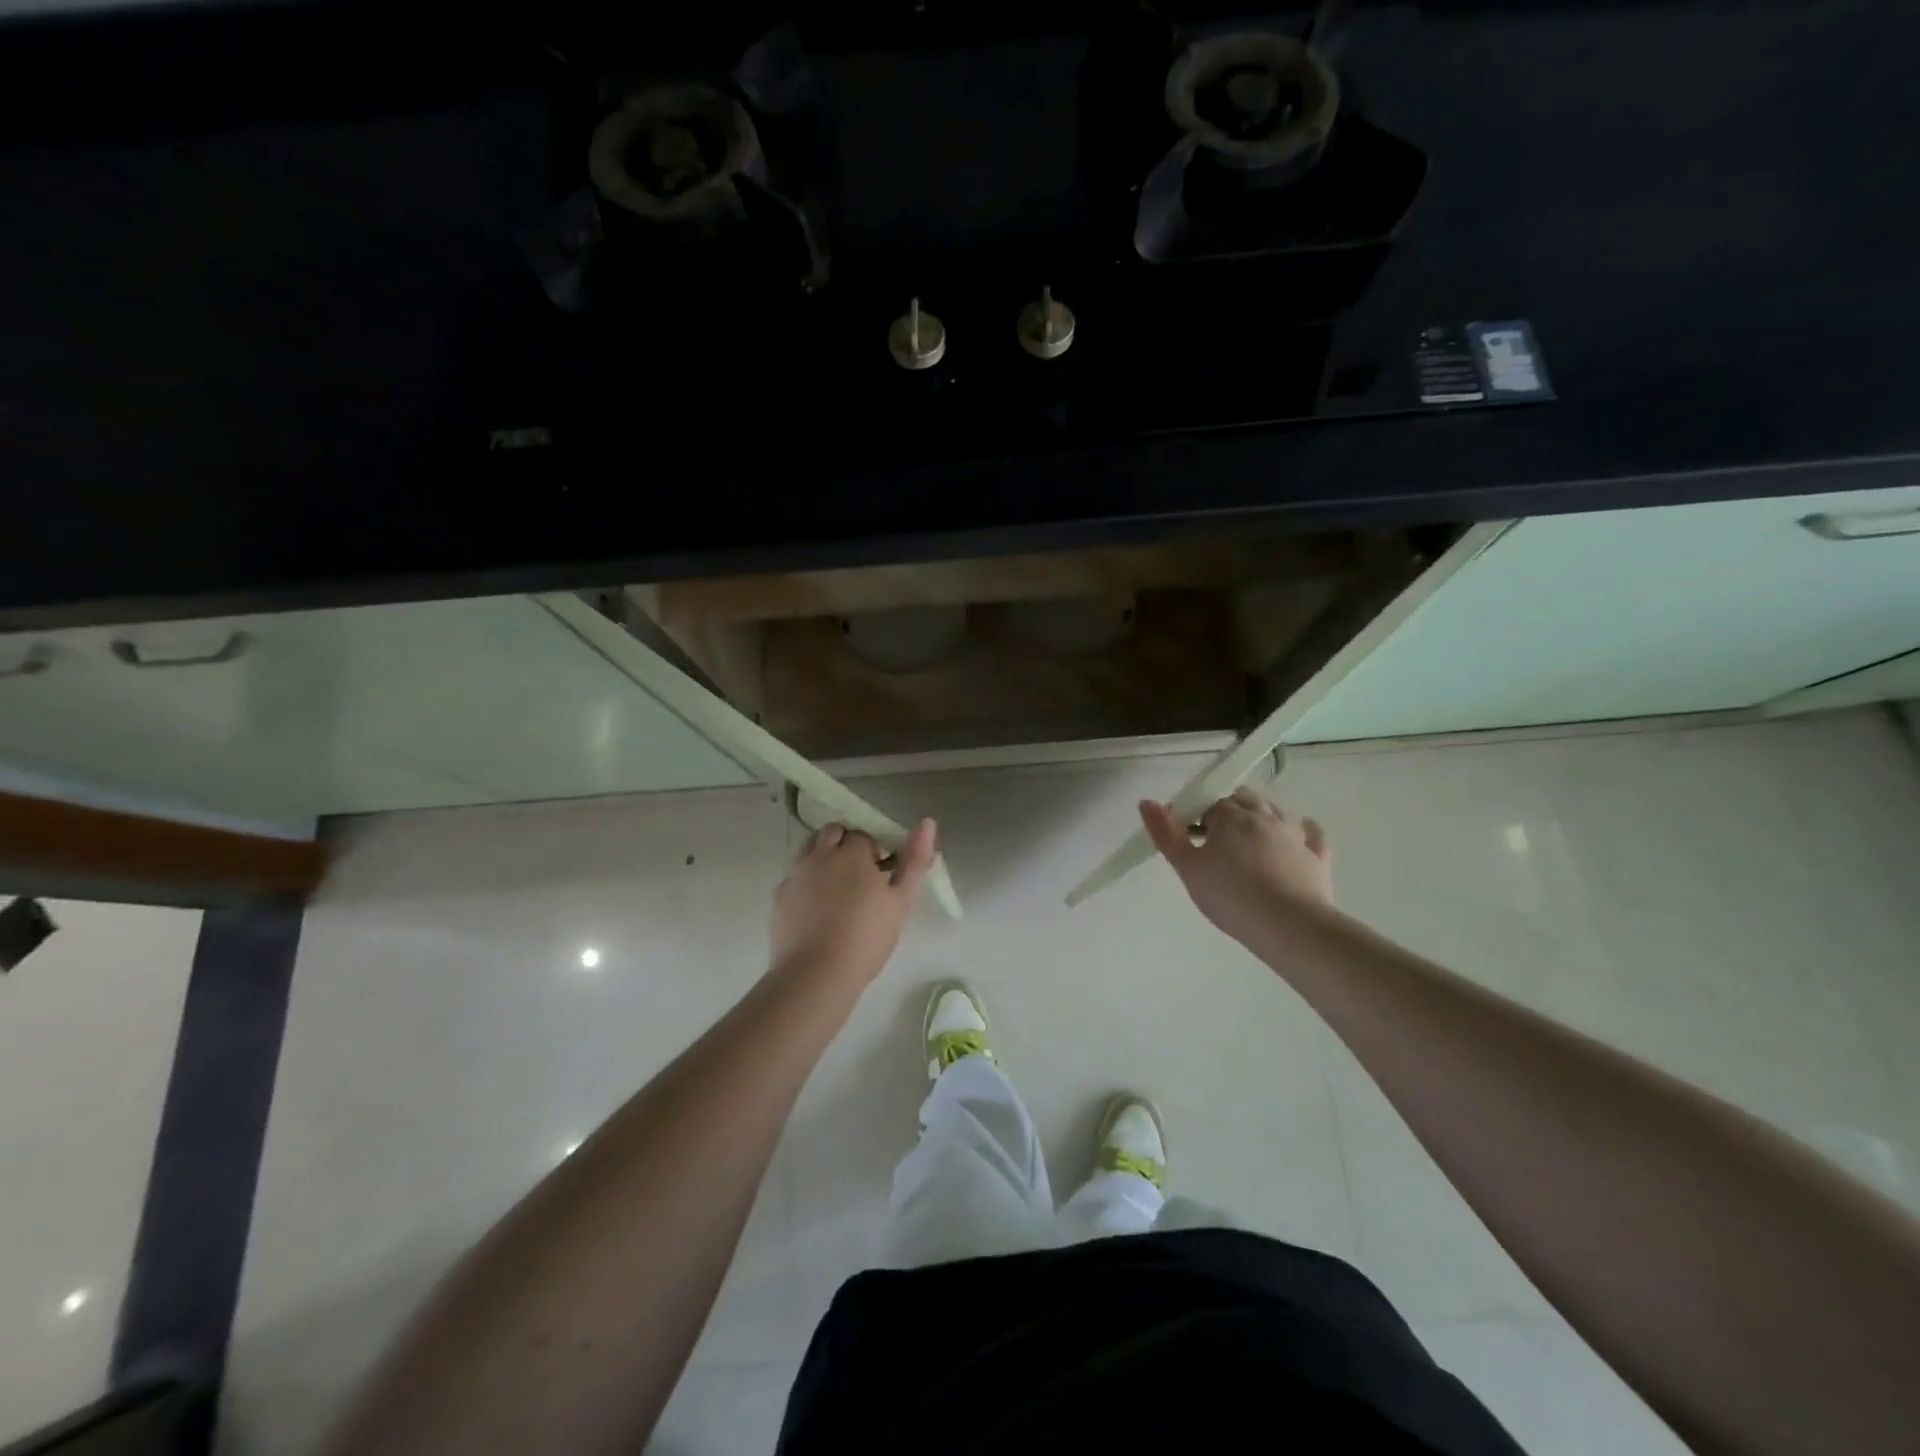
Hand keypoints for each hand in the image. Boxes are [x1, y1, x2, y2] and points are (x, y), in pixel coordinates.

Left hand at [770, 819, 937, 987]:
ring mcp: (796, 874)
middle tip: (859, 876)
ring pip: (810, 849)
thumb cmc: (867, 937)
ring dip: (823, 856)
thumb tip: (928, 823)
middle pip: (833, 833)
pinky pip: (795, 877)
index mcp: (852, 853)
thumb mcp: (901, 901)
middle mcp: (821, 855)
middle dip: (846, 844)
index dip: (874, 850)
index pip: (864, 835)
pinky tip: (815, 909)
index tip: (880, 872)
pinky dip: (806, 883)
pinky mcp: (779, 896)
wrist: (817, 974)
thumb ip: (915, 860)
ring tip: (836, 889)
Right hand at [1140, 788, 1331, 943]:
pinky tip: (1299, 835)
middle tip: (1214, 836)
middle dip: (1228, 809)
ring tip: (1249, 838)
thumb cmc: (1229, 895)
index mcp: (1231, 816)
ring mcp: (1295, 835)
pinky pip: (1312, 834)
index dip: (1196, 815)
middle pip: (1244, 799)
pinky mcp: (1317, 857)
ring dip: (1262, 815)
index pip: (1210, 803)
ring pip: (1277, 811)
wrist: (1287, 926)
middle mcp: (1265, 816)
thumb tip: (1146, 802)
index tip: (1186, 835)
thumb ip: (1165, 833)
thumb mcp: (1186, 867)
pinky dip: (1304, 830)